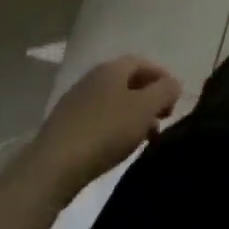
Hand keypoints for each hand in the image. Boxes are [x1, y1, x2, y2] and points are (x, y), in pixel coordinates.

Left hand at [27, 56, 180, 204]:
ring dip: (134, 115)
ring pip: (114, 102)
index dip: (163, 77)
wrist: (53, 166)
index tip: (176, 100)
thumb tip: (173, 84)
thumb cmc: (106, 131)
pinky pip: (100, 119)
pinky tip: (120, 146)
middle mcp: (92, 78)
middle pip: (128, 82)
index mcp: (111, 68)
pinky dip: (116, 127)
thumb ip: (165, 91)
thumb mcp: (145, 108)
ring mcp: (76, 102)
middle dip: (150, 98)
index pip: (143, 63)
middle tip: (164, 119)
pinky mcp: (66, 126)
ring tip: (146, 137)